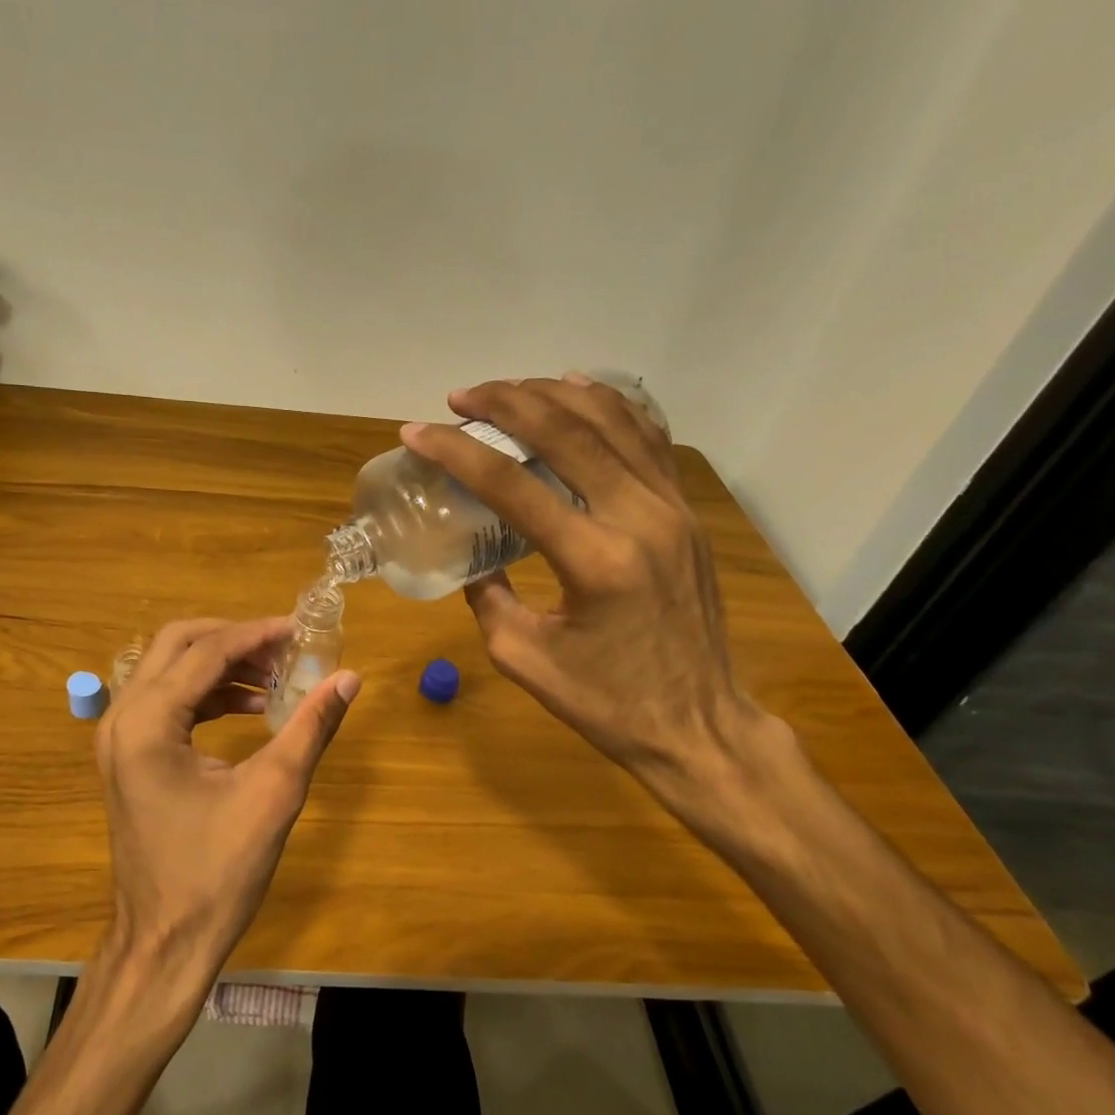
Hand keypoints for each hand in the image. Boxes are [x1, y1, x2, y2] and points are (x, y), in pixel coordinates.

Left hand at [94, 617, 360, 992]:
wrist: (164, 943)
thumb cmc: (217, 873)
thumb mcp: (273, 794)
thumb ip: (310, 728)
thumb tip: (349, 678)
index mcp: (148, 724)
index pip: (206, 653)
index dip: (257, 635)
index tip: (300, 630)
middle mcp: (122, 719)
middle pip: (177, 644)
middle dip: (233, 639)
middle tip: (283, 649)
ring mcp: (119, 738)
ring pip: (170, 670)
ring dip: (222, 666)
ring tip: (276, 679)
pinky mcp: (128, 757)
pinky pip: (168, 701)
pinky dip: (209, 694)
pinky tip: (252, 709)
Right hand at [401, 375, 761, 796]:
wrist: (698, 725)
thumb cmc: (606, 703)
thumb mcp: (523, 657)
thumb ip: (489, 595)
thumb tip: (475, 554)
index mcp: (593, 560)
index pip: (511, 485)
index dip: (456, 452)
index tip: (417, 431)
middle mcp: (639, 518)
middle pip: (565, 432)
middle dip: (504, 403)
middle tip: (459, 397)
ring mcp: (672, 508)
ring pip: (611, 421)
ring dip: (552, 395)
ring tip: (507, 390)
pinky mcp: (686, 511)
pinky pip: (647, 438)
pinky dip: (608, 406)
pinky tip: (576, 392)